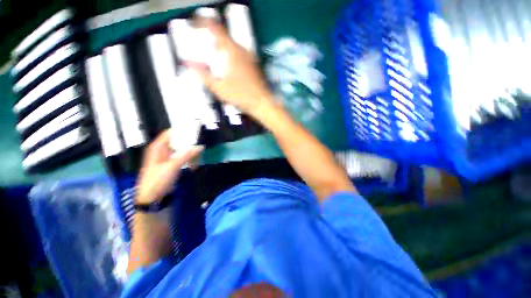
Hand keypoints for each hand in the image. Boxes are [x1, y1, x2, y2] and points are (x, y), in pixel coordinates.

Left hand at [136, 130, 203, 203]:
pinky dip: (189, 160)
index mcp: (158, 147)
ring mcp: (168, 157)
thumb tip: (199, 147)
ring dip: (190, 153)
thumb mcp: (172, 167)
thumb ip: (186, 156)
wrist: (152, 197)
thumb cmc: (157, 180)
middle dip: (189, 143)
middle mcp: (163, 150)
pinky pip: (183, 158)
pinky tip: (194, 165)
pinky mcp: (172, 164)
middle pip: (177, 141)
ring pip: (181, 150)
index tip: (193, 129)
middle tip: (200, 143)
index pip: (170, 133)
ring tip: (199, 156)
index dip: (180, 130)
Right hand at [187, 17, 274, 116]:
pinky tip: (231, 66)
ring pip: (235, 47)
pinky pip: (241, 55)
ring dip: (225, 48)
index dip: (205, 24)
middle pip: (227, 38)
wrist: (261, 103)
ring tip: (218, 55)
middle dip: (216, 40)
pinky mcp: (255, 67)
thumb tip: (190, 65)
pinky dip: (233, 56)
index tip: (197, 25)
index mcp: (233, 52)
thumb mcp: (219, 88)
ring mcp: (251, 59)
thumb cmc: (240, 95)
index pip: (217, 30)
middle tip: (209, 45)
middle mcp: (243, 51)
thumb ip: (203, 76)